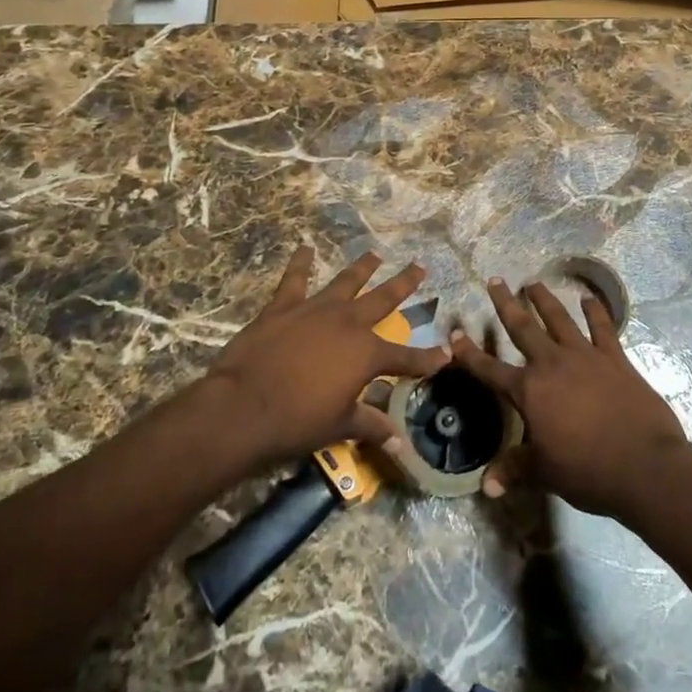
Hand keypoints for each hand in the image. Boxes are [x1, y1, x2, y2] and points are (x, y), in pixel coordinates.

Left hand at [205, 247, 450, 472]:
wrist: (244, 406)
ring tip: (374, 254)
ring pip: (346, 281)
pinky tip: (303, 248)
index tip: (447, 353)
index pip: (406, 357)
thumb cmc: (296, 422)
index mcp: (366, 354)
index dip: (428, 357)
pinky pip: (295, 279)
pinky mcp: (284, 305)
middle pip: (383, 299)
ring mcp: (316, 309)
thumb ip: (370, 426)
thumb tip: (398, 442)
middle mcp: (348, 323)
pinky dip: (299, 263)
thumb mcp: (339, 426)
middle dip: (404, 284)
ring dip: (362, 267)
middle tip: (419, 266)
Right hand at [451, 279, 691, 520]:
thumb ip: (515, 469)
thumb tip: (487, 485)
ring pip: (559, 319)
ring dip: (545, 299)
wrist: (644, 465)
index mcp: (529, 391)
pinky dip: (596, 312)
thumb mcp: (545, 473)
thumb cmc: (588, 471)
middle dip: (506, 304)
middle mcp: (552, 364)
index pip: (490, 369)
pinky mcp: (615, 358)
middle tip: (495, 280)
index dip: (469, 353)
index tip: (455, 332)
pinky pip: (603, 328)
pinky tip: (589, 299)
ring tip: (533, 282)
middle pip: (523, 328)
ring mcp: (585, 356)